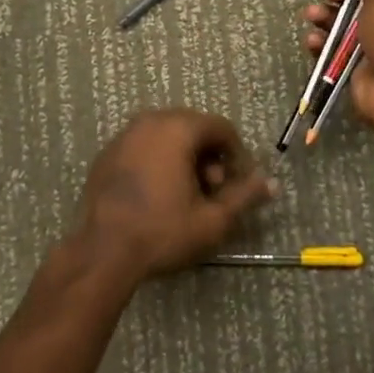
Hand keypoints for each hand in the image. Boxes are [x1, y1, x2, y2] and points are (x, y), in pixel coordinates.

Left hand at [76, 110, 275, 279]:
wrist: (102, 252)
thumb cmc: (162, 231)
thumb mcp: (212, 219)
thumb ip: (244, 196)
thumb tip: (271, 183)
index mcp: (177, 128)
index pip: (221, 127)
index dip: (237, 154)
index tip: (238, 185)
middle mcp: (150, 121)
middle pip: (194, 128)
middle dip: (210, 156)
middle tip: (213, 191)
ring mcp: (125, 135)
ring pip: (167, 135)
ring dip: (185, 158)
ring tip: (187, 195)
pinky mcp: (108, 153)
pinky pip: (144, 146)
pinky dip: (158, 160)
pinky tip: (158, 194)